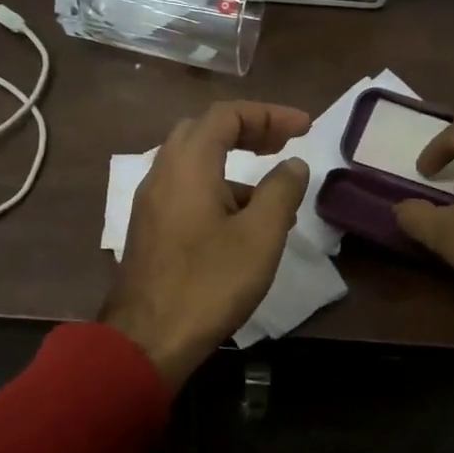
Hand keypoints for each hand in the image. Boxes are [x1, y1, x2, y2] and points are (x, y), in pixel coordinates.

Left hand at [100, 102, 311, 388]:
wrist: (147, 338)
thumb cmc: (209, 283)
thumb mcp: (260, 237)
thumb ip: (281, 191)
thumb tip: (293, 165)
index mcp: (188, 165)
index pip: (227, 115)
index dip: (270, 114)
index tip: (305, 128)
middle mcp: (163, 173)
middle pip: (205, 130)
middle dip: (248, 130)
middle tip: (284, 144)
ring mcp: (151, 202)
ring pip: (194, 162)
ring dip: (234, 163)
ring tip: (275, 193)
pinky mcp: (150, 228)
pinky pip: (186, 190)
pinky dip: (217, 188)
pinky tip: (243, 224)